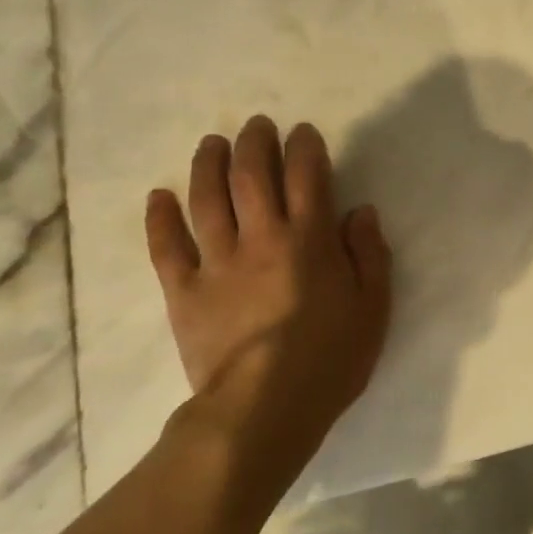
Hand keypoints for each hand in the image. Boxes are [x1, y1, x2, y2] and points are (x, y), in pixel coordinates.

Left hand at [145, 117, 391, 474]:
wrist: (264, 408)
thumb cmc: (331, 358)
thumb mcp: (373, 307)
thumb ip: (369, 254)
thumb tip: (358, 211)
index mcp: (310, 240)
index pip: (307, 176)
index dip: (304, 147)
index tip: (303, 132)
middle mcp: (261, 238)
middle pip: (252, 176)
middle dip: (255, 142)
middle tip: (257, 125)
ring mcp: (217, 262)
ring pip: (207, 199)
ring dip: (208, 164)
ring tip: (212, 143)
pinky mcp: (183, 291)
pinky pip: (167, 246)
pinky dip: (160, 218)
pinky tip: (159, 196)